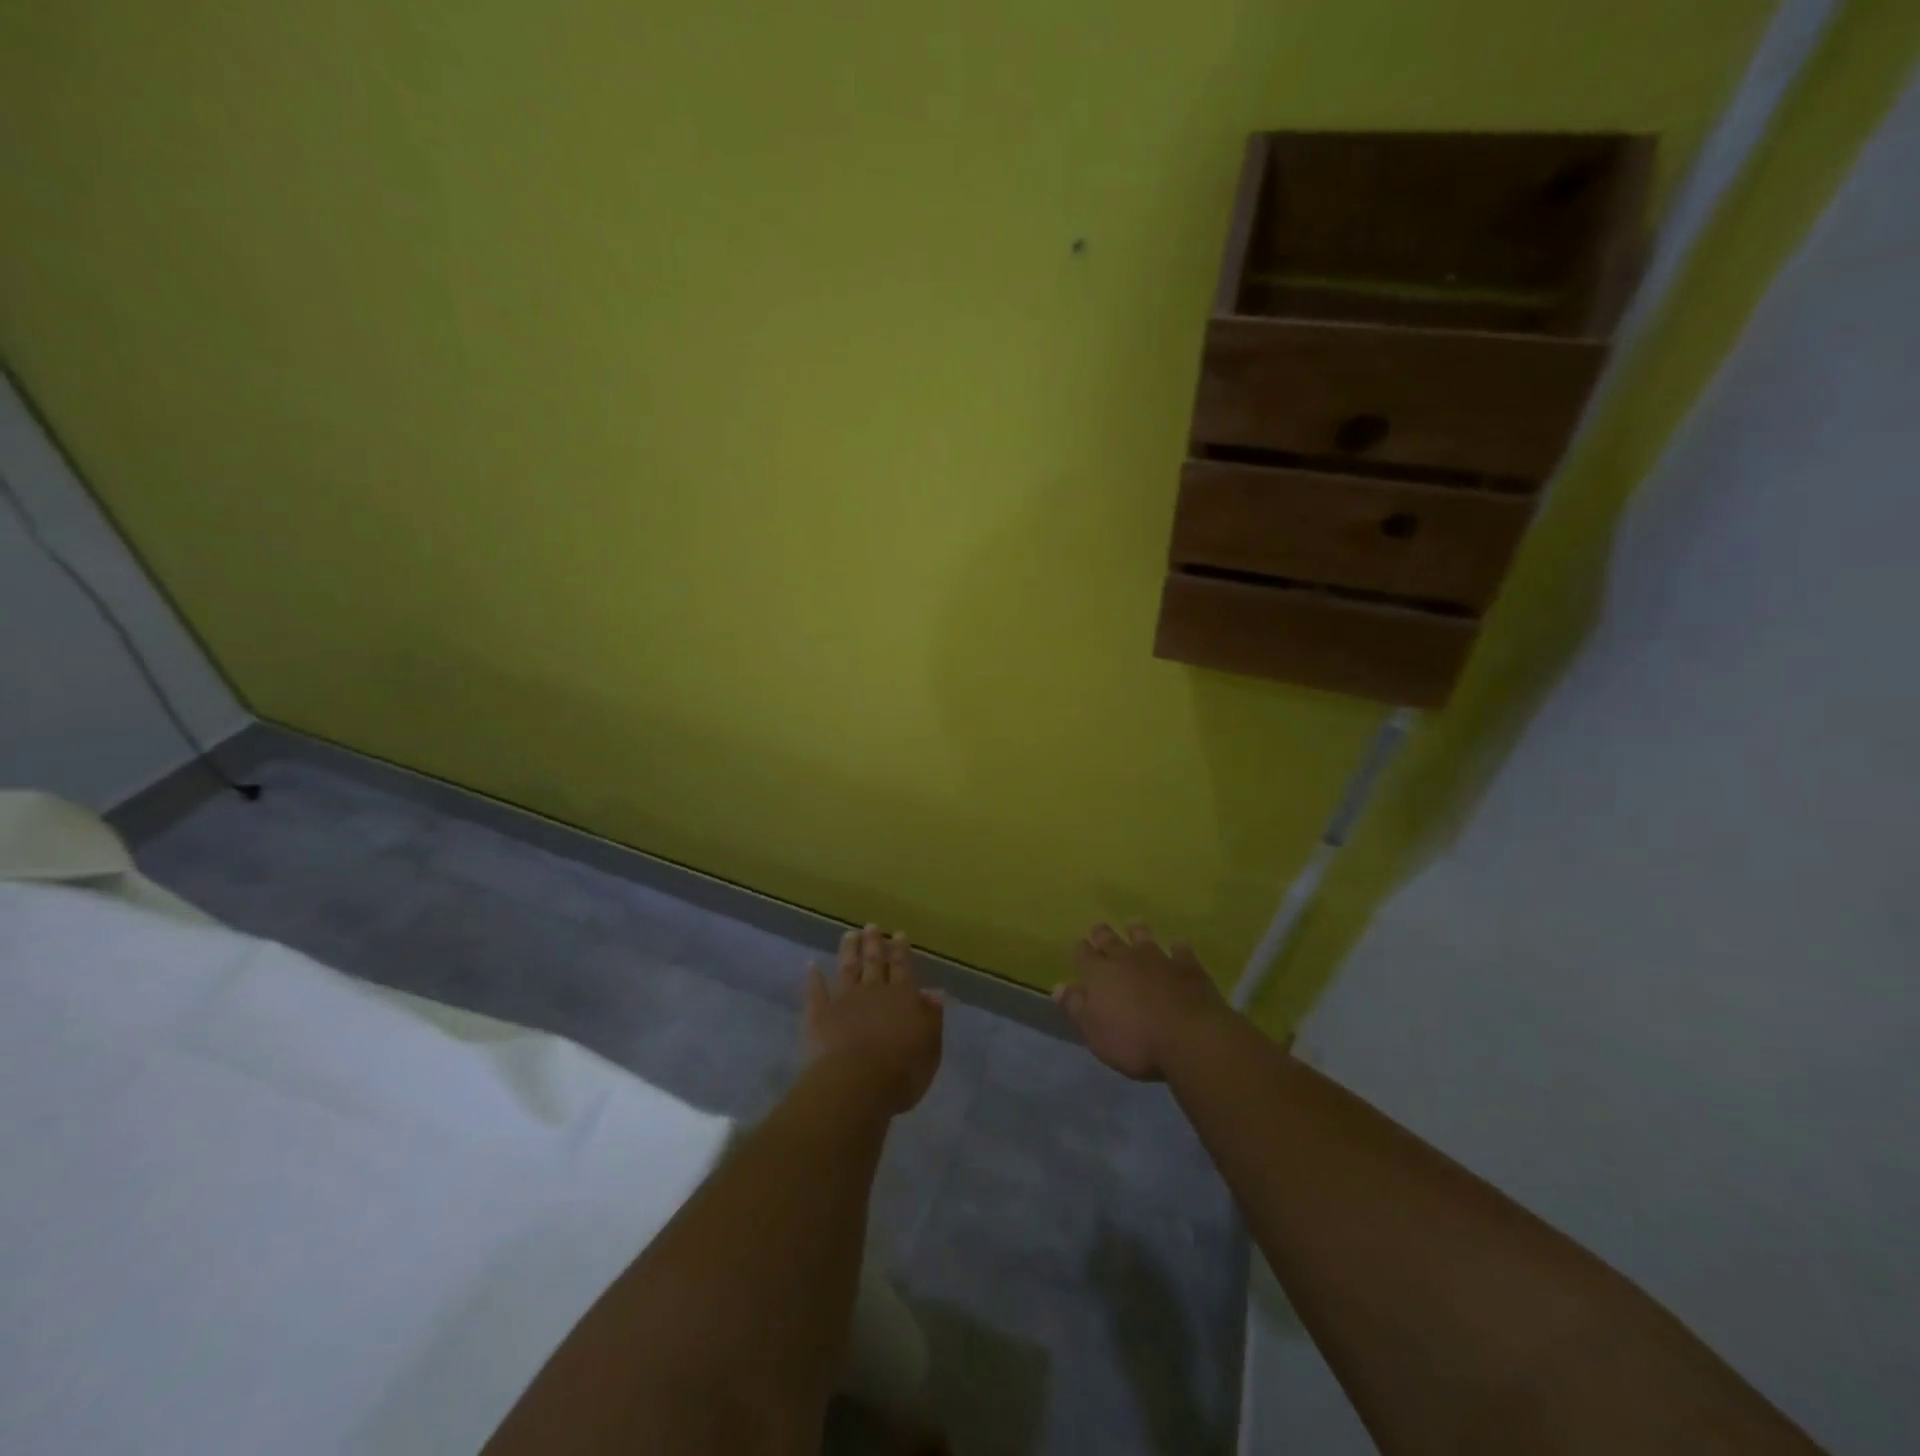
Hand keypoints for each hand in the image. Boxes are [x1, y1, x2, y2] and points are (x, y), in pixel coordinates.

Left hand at [803, 925, 943, 1115]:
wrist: (856, 1083)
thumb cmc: (902, 1070)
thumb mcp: (930, 1046)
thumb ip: (931, 1018)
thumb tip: (933, 993)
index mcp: (902, 997)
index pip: (903, 968)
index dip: (901, 951)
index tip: (898, 934)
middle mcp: (873, 991)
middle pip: (874, 962)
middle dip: (874, 943)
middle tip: (872, 926)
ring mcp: (844, 1000)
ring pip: (847, 969)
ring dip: (848, 951)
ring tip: (849, 935)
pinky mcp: (819, 1014)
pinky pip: (815, 992)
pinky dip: (813, 978)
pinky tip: (811, 966)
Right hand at [1054, 923, 1232, 1080]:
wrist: (1189, 1037)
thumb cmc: (1134, 1041)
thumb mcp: (1094, 1032)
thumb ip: (1076, 1007)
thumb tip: (1058, 986)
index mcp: (1099, 974)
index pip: (1084, 955)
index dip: (1080, 949)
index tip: (1078, 943)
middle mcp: (1126, 959)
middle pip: (1110, 940)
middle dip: (1102, 934)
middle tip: (1099, 928)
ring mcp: (1159, 959)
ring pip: (1144, 939)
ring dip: (1137, 932)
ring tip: (1134, 924)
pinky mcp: (1188, 968)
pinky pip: (1180, 951)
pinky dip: (1178, 947)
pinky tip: (1178, 945)